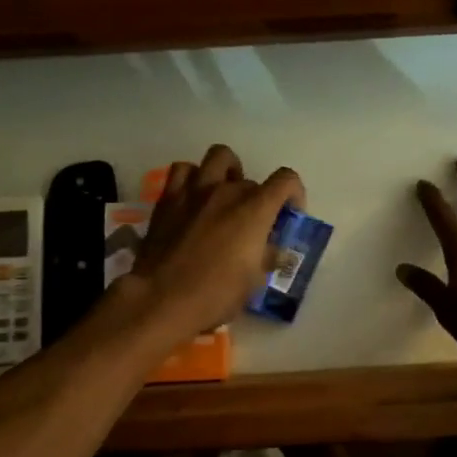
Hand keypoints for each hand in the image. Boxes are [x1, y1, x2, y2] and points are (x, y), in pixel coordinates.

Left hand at [125, 144, 302, 345]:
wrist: (161, 300)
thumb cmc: (215, 295)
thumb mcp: (254, 282)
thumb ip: (267, 257)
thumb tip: (272, 250)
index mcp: (254, 210)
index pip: (286, 180)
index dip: (294, 193)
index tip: (290, 214)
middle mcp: (226, 190)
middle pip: (252, 181)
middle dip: (258, 199)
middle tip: (252, 224)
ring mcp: (194, 190)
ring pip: (219, 157)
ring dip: (228, 172)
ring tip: (225, 194)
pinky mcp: (168, 198)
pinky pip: (183, 170)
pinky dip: (193, 177)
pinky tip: (194, 198)